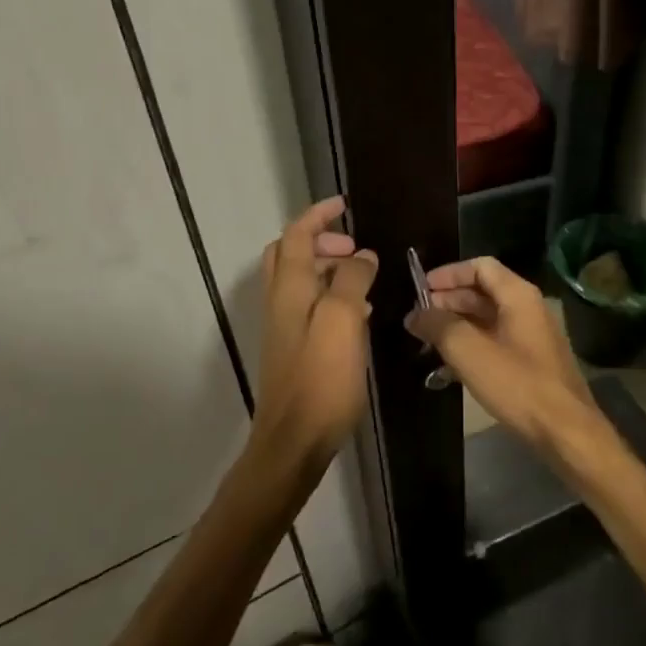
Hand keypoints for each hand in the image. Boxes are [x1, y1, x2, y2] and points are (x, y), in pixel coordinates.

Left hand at [252, 196, 378, 472]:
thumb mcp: (342, 320)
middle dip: (321, 241)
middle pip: (289, 255)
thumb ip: (351, 280)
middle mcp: (280, 302)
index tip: (344, 205)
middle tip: (355, 248)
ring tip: (364, 277)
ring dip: (328, 269)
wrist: (294, 440)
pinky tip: (360, 314)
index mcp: (289, 288)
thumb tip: (361, 256)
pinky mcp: (294, 349)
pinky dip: (331, 296)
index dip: (318, 215)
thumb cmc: (321, 377)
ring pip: (301, 281)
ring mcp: (284, 327)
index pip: (296, 235)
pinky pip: (311, 307)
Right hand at [405, 256, 600, 456]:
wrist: (565, 431)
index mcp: (518, 295)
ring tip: (426, 342)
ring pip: (487, 320)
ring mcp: (531, 337)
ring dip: (456, 326)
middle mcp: (528, 308)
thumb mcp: (469, 351)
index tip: (420, 289)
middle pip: (483, 292)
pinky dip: (471, 347)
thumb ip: (439, 326)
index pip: (480, 266)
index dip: (448, 274)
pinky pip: (495, 343)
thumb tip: (415, 314)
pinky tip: (447, 369)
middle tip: (417, 318)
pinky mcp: (531, 363)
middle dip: (448, 301)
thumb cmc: (518, 384)